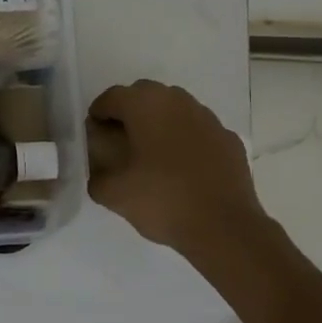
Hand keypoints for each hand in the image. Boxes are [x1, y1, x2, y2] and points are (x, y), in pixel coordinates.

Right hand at [86, 80, 265, 253]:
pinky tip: (183, 168)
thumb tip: (97, 171)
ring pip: (174, 110)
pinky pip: (198, 131)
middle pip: (144, 96)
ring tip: (151, 155)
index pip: (112, 97)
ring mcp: (207, 118)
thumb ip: (96, 176)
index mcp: (145, 105)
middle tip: (119, 141)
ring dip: (159, 124)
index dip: (98, 113)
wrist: (224, 226)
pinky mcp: (228, 138)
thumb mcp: (114, 194)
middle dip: (129, 112)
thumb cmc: (162, 200)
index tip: (93, 134)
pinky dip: (186, 140)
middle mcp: (177, 101)